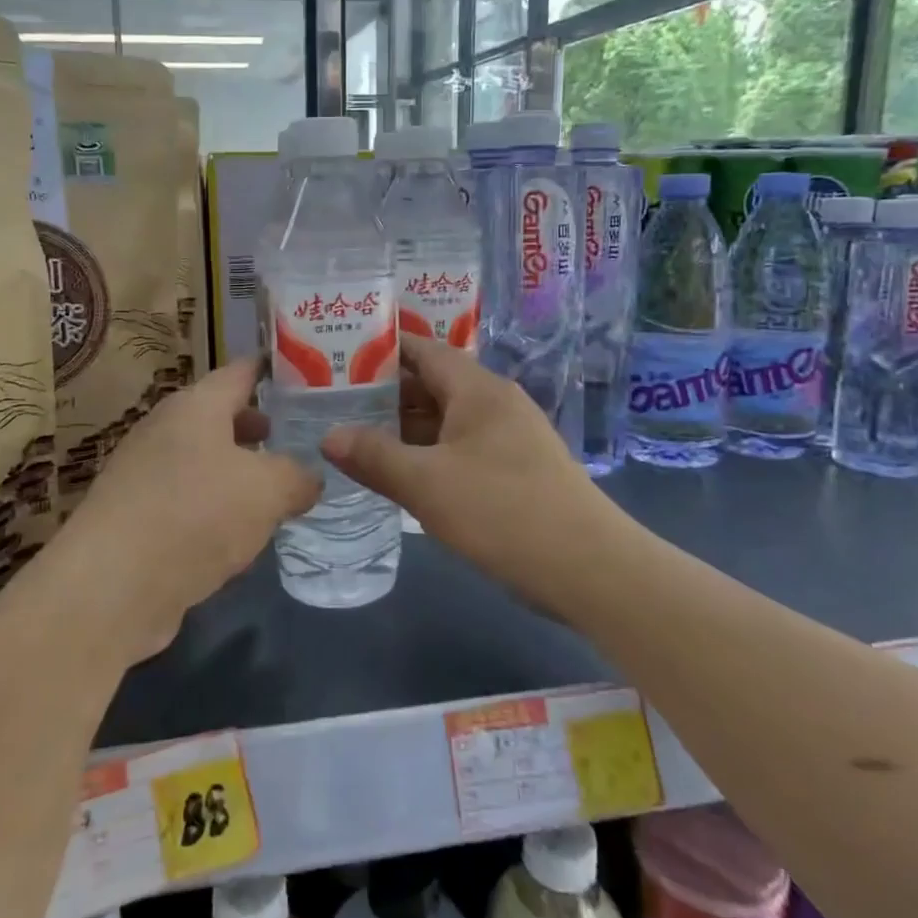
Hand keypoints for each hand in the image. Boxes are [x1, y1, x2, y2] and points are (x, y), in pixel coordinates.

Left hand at [62, 358, 319, 658]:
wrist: (112, 588)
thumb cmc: (196, 514)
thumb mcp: (268, 490)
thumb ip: (297, 476)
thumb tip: (309, 478)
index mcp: (195, 406)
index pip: (241, 371)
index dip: (274, 369)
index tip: (306, 373)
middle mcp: (166, 430)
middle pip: (220, 417)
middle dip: (259, 427)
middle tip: (299, 437)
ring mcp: (145, 475)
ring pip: (205, 462)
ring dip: (239, 473)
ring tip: (278, 490)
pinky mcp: (137, 519)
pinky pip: (189, 502)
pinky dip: (216, 510)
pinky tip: (240, 536)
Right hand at [321, 336, 614, 609]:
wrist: (589, 568)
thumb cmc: (501, 511)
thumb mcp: (426, 484)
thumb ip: (374, 456)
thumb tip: (328, 436)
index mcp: (477, 389)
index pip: (423, 350)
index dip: (381, 350)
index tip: (338, 356)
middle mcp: (496, 403)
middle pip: (433, 384)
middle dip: (386, 394)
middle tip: (335, 403)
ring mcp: (510, 437)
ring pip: (448, 420)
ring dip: (406, 428)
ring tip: (357, 437)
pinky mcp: (517, 469)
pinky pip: (462, 447)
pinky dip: (430, 453)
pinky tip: (402, 473)